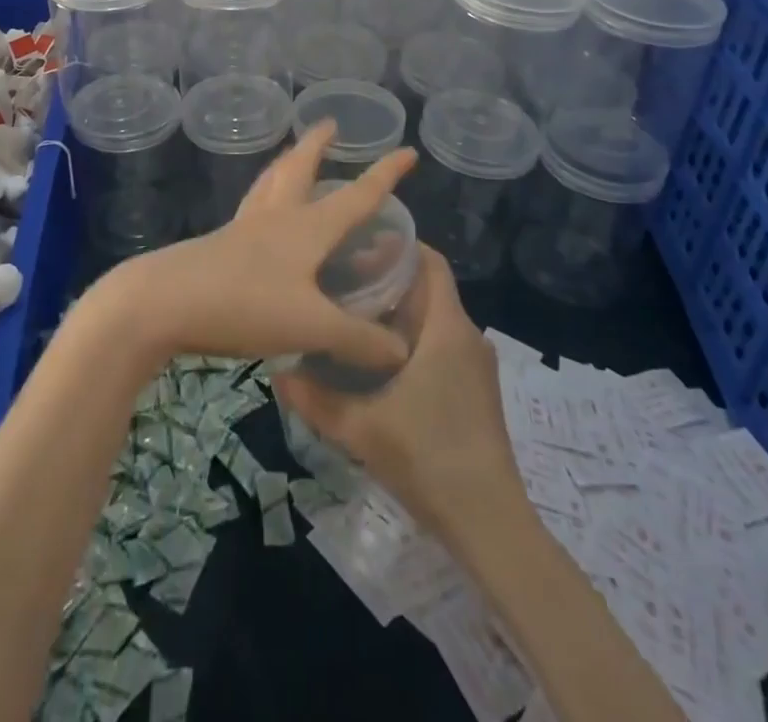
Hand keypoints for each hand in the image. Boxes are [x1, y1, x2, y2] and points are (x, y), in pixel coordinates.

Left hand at [98, 118, 416, 373]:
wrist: (163, 302)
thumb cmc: (244, 304)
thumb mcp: (310, 326)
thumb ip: (358, 339)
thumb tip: (400, 351)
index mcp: (305, 228)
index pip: (356, 195)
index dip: (385, 175)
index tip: (406, 151)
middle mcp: (275, 217)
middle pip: (299, 169)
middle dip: (317, 146)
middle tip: (328, 125)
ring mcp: (243, 228)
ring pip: (269, 183)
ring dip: (286, 164)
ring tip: (292, 154)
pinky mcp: (218, 244)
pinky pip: (250, 210)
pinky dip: (263, 197)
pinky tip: (258, 213)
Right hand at [273, 245, 522, 538]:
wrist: (489, 524)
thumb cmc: (429, 458)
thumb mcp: (361, 428)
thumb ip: (315, 399)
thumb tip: (277, 373)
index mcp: (447, 327)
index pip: (430, 261)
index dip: (398, 244)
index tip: (357, 242)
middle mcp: (467, 335)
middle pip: (427, 287)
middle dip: (387, 277)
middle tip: (340, 278)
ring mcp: (475, 365)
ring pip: (433, 318)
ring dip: (397, 310)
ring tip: (350, 313)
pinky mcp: (475, 389)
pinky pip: (440, 343)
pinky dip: (411, 337)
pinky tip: (376, 359)